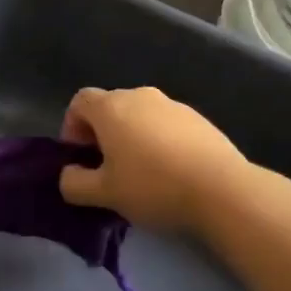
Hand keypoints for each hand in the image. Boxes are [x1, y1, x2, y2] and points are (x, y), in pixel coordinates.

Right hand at [58, 86, 247, 230]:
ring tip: (140, 173)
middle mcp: (141, 96)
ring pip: (140, 116)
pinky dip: (159, 141)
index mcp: (112, 108)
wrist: (222, 190)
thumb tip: (68, 175)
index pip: (79, 101)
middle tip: (106, 169)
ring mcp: (174, 105)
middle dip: (101, 134)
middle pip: (110, 107)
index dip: (72, 127)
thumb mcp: (103, 194)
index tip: (80, 157)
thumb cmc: (152, 186)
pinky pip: (166, 125)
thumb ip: (74, 183)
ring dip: (131, 137)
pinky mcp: (200, 119)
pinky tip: (169, 172)